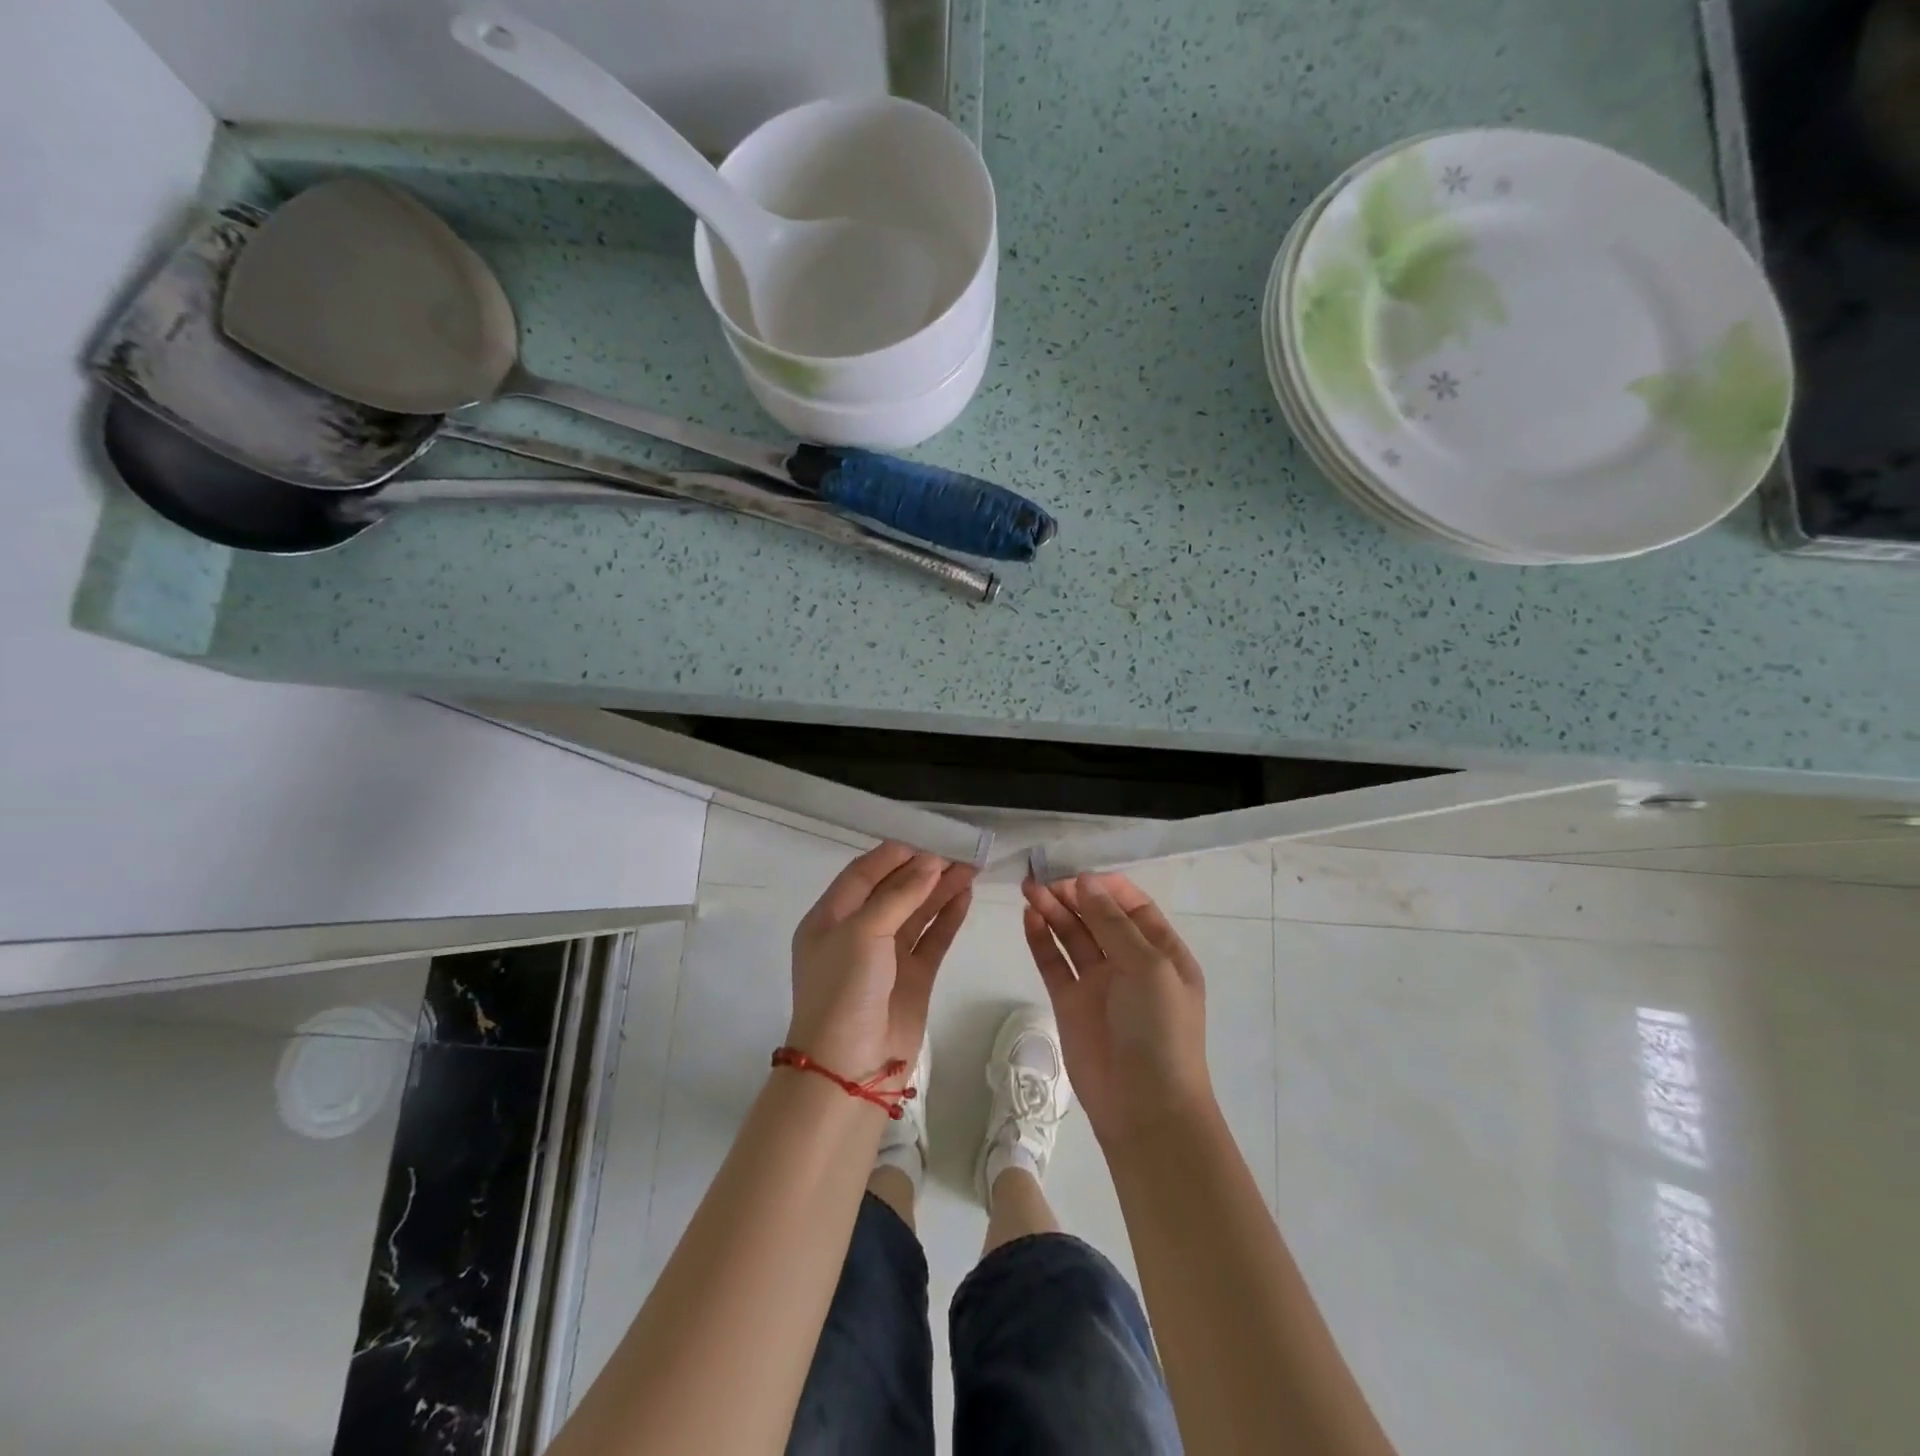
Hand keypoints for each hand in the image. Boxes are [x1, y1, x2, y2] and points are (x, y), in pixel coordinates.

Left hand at [787, 843, 974, 1079]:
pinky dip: (948, 918)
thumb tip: (931, 862)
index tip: (927, 840)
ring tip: (970, 869)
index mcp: (831, 918)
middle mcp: (857, 933)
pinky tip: (965, 897)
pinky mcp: (912, 977)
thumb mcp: (863, 932)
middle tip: (958, 852)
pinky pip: (932, 939)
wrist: (850, 1067)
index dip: (894, 856)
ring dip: (940, 890)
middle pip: (893, 891)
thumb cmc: (844, 989)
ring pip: (917, 913)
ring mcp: (886, 957)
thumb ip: (899, 895)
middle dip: (923, 870)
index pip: (863, 874)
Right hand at [1022, 873, 1212, 1145]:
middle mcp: (1129, 962)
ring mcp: (1098, 983)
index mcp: (1161, 952)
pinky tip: (1028, 917)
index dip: (1106, 887)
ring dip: (1053, 911)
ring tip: (1029, 889)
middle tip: (1044, 880)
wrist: (1145, 1107)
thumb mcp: (1148, 967)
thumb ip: (1114, 923)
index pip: (1133, 906)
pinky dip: (1040, 939)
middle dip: (1073, 895)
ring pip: (1072, 935)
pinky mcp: (1069, 1002)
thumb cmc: (1160, 1029)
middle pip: (1097, 917)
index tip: (1079, 876)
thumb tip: (1086, 882)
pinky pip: (1053, 962)